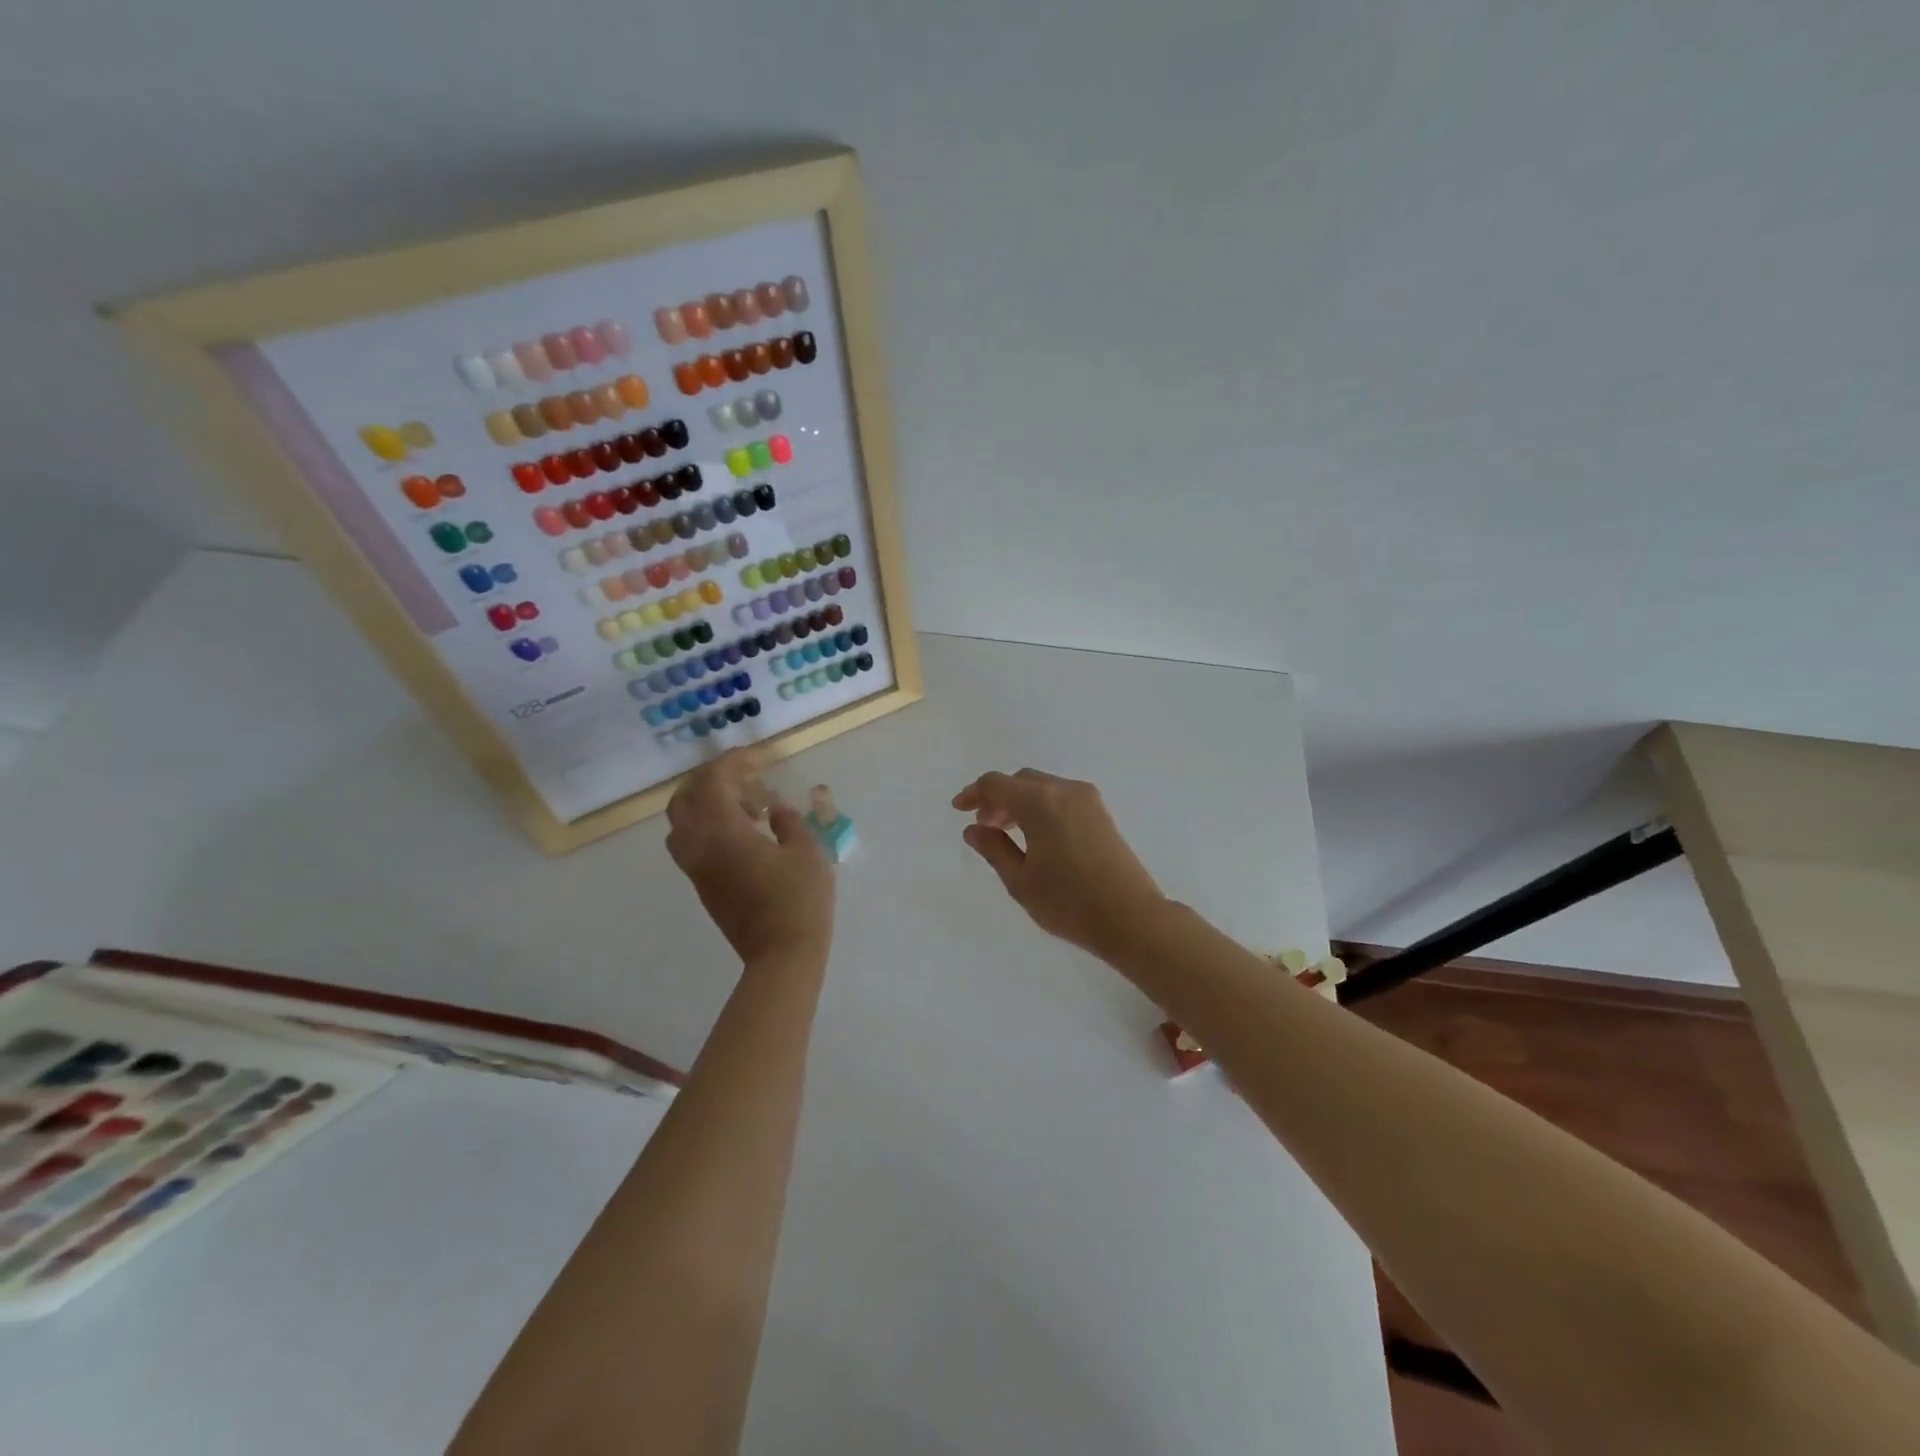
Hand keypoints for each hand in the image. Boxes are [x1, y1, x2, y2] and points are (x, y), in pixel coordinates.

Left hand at [667, 748, 833, 965]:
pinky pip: (690, 843)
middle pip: (684, 798)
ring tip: (743, 804)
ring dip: (704, 803)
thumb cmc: (799, 898)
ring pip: (681, 822)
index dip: (737, 760)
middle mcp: (698, 845)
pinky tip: (743, 831)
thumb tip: (775, 808)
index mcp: (722, 831)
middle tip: (746, 775)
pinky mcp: (702, 886)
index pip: (714, 780)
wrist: (781, 954)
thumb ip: (787, 820)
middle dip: (712, 778)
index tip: (765, 756)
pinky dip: (707, 825)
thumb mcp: (806, 850)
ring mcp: (695, 868)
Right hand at [951, 768, 1167, 960]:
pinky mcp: (1102, 813)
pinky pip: (1061, 797)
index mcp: (1040, 802)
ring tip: (1007, 833)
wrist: (1131, 918)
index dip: (973, 793)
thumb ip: (994, 849)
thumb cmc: (1069, 902)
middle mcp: (1064, 790)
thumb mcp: (1021, 881)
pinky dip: (1041, 807)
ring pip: (1043, 787)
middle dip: (997, 798)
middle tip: (984, 826)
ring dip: (1020, 802)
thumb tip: (973, 829)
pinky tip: (1036, 836)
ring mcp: (1088, 799)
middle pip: (1021, 781)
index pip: (996, 784)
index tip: (959, 809)